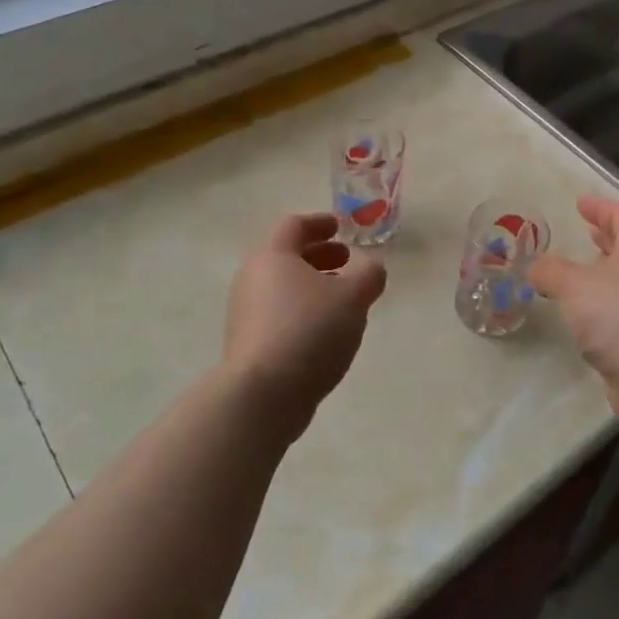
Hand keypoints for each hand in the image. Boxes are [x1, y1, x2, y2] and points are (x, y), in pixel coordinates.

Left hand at [220, 212, 387, 436]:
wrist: (262, 395)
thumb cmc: (309, 331)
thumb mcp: (353, 298)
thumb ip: (369, 276)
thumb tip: (372, 268)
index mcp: (273, 256)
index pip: (294, 226)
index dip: (319, 223)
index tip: (339, 226)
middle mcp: (252, 278)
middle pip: (286, 256)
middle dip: (319, 255)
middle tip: (346, 261)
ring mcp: (245, 313)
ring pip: (283, 288)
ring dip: (312, 286)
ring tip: (342, 299)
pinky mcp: (248, 344)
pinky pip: (278, 315)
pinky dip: (302, 311)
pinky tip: (325, 331)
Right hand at [530, 196, 618, 426]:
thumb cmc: (618, 316)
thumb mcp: (573, 285)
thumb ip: (550, 270)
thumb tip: (536, 267)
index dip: (601, 207)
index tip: (580, 203)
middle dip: (607, 236)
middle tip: (586, 229)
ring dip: (607, 267)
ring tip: (582, 268)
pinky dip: (607, 297)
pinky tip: (587, 309)